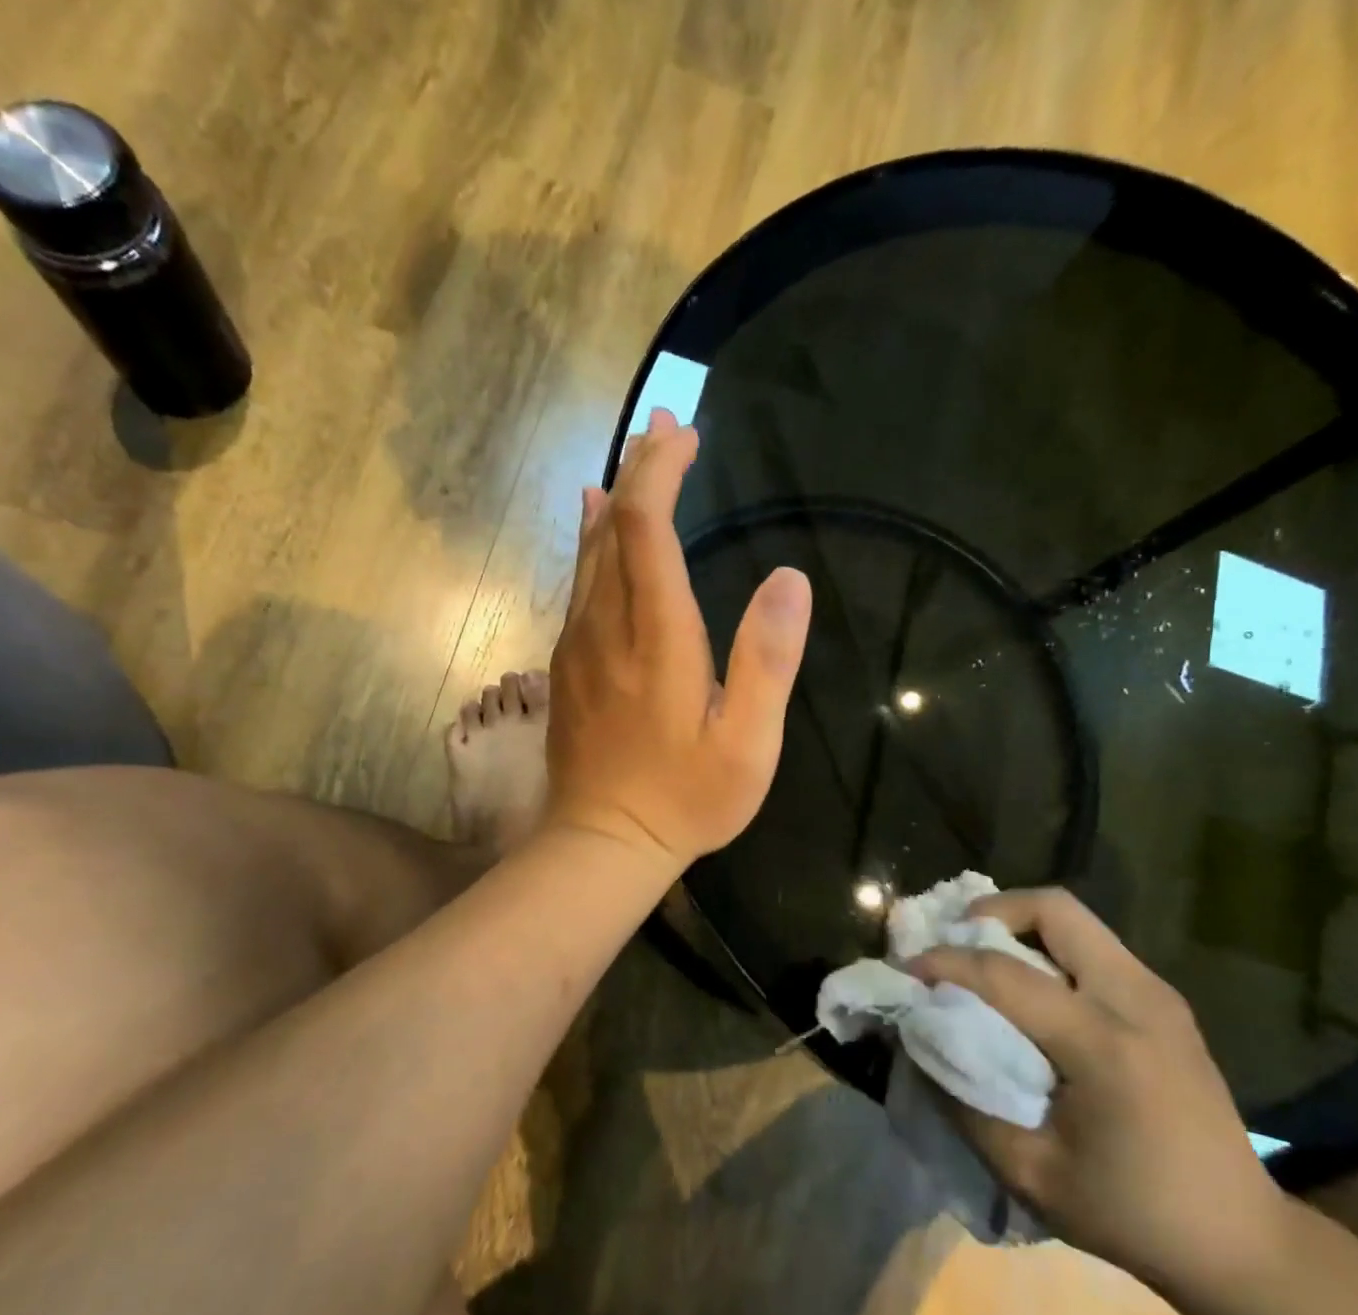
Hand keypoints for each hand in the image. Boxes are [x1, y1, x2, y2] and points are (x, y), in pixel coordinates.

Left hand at [545, 409, 811, 871]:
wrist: (602, 843)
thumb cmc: (685, 799)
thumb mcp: (747, 744)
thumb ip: (766, 662)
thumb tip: (790, 579)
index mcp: (657, 639)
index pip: (646, 531)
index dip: (660, 475)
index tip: (684, 436)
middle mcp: (608, 627)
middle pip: (612, 529)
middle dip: (638, 471)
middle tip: (665, 427)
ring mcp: (579, 645)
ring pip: (589, 553)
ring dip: (614, 500)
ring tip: (636, 458)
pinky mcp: (567, 665)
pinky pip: (578, 584)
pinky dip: (591, 542)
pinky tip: (594, 523)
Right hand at [910, 888, 1287, 1287]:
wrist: (1240, 1240)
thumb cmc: (1130, 1213)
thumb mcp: (1030, 1172)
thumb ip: (964, 1099)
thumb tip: (921, 1038)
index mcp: (1105, 1045)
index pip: (1006, 973)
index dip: (945, 963)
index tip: (906, 970)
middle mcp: (1137, 1000)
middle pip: (1054, 909)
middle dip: (992, 912)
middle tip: (956, 945)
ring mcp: (1157, 994)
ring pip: (1075, 920)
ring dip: (1019, 926)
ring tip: (984, 962)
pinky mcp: (1163, 1000)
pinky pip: (1091, 945)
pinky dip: (1047, 947)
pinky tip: (1028, 989)